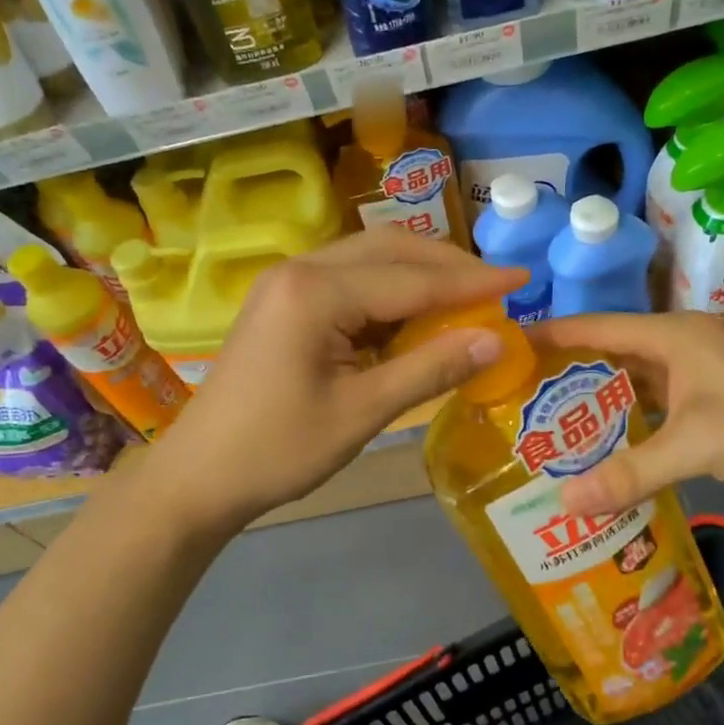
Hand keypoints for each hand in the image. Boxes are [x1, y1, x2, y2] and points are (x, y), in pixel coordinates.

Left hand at [141, 230, 526, 533]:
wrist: (200, 475)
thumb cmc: (278, 450)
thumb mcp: (362, 413)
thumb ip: (430, 369)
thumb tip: (497, 340)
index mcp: (316, 292)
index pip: (412, 278)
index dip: (472, 282)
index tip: (523, 280)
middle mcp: (302, 269)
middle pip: (391, 249)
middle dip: (448, 265)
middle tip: (497, 287)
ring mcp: (289, 282)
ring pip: (371, 258)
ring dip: (421, 274)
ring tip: (467, 298)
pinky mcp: (286, 300)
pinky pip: (351, 280)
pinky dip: (391, 292)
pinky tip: (417, 314)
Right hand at [528, 312, 723, 516]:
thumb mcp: (697, 446)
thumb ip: (630, 473)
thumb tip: (564, 502)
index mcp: (673, 337)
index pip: (596, 328)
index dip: (552, 335)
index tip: (507, 349)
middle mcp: (680, 351)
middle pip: (610, 358)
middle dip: (567, 379)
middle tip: (518, 404)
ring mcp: (696, 383)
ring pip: (632, 390)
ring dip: (597, 410)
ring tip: (547, 434)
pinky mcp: (709, 413)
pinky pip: (654, 417)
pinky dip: (628, 434)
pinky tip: (601, 459)